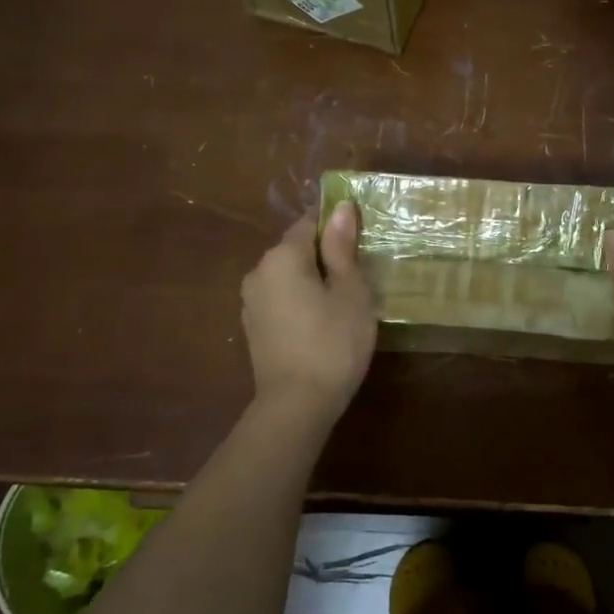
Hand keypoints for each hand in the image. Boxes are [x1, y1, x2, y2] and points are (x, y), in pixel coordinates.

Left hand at [241, 202, 376, 423]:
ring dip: (313, 281)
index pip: (309, 223)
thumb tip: (339, 208)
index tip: (361, 243)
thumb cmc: (333, 342)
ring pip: (288, 276)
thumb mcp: (349, 291)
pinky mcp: (253, 328)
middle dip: (326, 256)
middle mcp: (258, 272)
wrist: (296, 406)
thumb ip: (342, 248)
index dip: (337, 227)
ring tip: (344, 303)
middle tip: (359, 277)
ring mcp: (251, 302)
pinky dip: (301, 302)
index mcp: (281, 256)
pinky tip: (322, 324)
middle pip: (296, 249)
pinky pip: (281, 300)